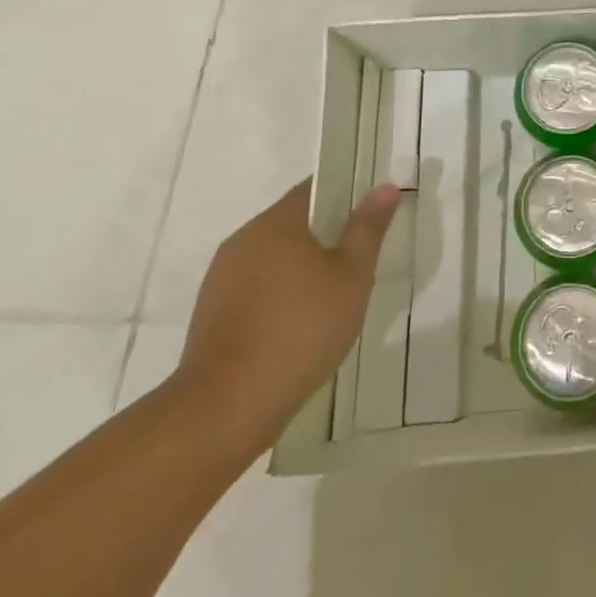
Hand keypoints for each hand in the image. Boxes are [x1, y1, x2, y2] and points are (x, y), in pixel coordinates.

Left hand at [176, 179, 400, 442]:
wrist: (223, 409)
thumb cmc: (299, 332)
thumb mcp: (351, 278)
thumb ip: (368, 230)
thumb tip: (384, 187)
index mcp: (276, 223)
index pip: (315, 189)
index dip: (346, 194)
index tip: (369, 214)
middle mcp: (244, 240)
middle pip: (293, 222)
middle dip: (326, 235)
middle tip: (358, 260)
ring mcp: (222, 278)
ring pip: (273, 257)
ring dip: (301, 267)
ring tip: (331, 298)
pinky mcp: (211, 314)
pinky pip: (255, 288)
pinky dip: (279, 295)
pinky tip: (297, 327)